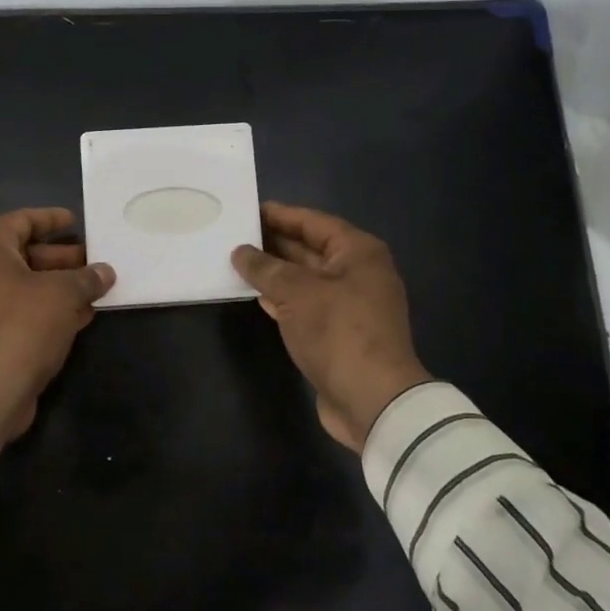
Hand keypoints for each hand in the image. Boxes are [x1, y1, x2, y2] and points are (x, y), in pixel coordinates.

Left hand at [0, 208, 114, 454]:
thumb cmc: (20, 326)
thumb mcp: (62, 295)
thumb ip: (86, 278)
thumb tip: (105, 272)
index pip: (19, 221)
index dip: (50, 219)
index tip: (76, 222)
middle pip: (22, 255)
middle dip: (61, 258)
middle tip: (93, 261)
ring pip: (22, 287)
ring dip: (57, 287)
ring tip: (94, 290)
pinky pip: (17, 313)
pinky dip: (45, 310)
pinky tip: (79, 318)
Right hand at [231, 202, 430, 452]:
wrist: (373, 400)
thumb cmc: (338, 332)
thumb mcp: (296, 292)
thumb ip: (265, 268)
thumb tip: (241, 252)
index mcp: (358, 252)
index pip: (314, 222)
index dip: (281, 215)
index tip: (249, 210)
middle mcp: (359, 273)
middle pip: (311, 249)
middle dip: (275, 243)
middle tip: (237, 235)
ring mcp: (351, 305)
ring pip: (307, 279)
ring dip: (276, 272)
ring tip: (239, 262)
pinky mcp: (340, 333)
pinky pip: (307, 305)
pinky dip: (283, 299)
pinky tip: (258, 296)